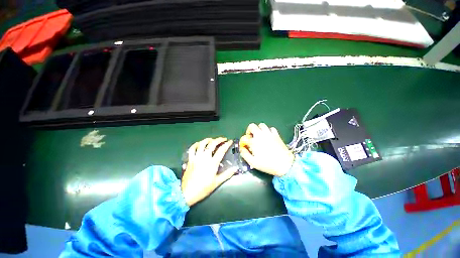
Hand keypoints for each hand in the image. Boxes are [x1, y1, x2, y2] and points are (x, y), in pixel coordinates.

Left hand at [181, 138, 236, 206]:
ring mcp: (196, 157)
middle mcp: (204, 157)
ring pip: (202, 144)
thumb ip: (227, 174)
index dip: (227, 144)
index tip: (230, 141)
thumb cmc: (203, 188)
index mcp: (212, 163)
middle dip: (218, 139)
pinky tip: (199, 144)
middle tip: (223, 139)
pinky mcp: (190, 159)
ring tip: (212, 140)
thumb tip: (235, 169)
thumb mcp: (217, 182)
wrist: (187, 193)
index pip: (221, 150)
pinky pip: (192, 149)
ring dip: (208, 140)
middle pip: (212, 144)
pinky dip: (196, 144)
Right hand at [240, 123, 293, 176]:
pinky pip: (271, 128)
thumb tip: (242, 149)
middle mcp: (261, 135)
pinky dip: (268, 131)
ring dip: (258, 129)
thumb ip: (245, 154)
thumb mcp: (253, 162)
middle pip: (252, 126)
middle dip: (249, 131)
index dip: (243, 141)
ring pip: (262, 125)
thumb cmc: (268, 164)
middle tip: (251, 137)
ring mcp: (269, 134)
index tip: (245, 145)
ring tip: (259, 136)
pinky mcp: (276, 135)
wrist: (284, 164)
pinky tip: (268, 136)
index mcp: (254, 142)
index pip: (245, 138)